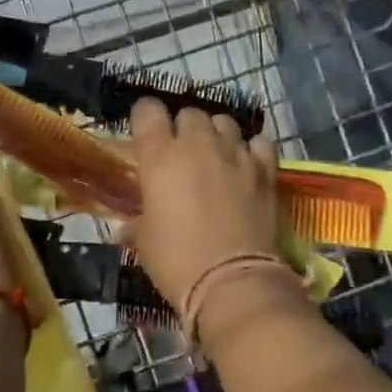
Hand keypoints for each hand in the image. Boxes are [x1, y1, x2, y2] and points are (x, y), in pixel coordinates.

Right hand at [128, 97, 281, 309]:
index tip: (145, 134)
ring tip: (216, 156)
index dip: (145, 119)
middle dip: (183, 128)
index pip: (147, 110)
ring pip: (224, 122)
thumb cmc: (177, 261)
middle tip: (181, 154)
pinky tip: (248, 165)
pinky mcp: (265, 169)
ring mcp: (235, 153)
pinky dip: (252, 149)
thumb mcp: (145, 243)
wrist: (232, 281)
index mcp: (160, 156)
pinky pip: (258, 143)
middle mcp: (197, 144)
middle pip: (189, 113)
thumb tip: (127, 229)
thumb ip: (136, 224)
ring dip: (217, 134)